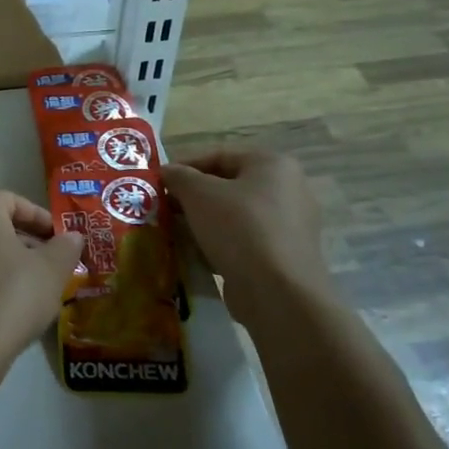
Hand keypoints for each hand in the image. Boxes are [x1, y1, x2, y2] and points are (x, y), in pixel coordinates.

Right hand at [162, 147, 328, 289]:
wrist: (278, 292)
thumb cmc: (239, 228)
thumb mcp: (199, 194)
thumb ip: (179, 176)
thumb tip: (167, 172)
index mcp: (273, 165)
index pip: (219, 156)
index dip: (184, 166)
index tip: (158, 182)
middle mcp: (288, 189)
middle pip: (228, 186)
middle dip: (192, 197)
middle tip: (163, 208)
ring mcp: (290, 225)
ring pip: (234, 215)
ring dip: (204, 221)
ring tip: (175, 232)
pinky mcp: (285, 255)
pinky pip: (244, 240)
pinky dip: (220, 243)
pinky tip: (197, 254)